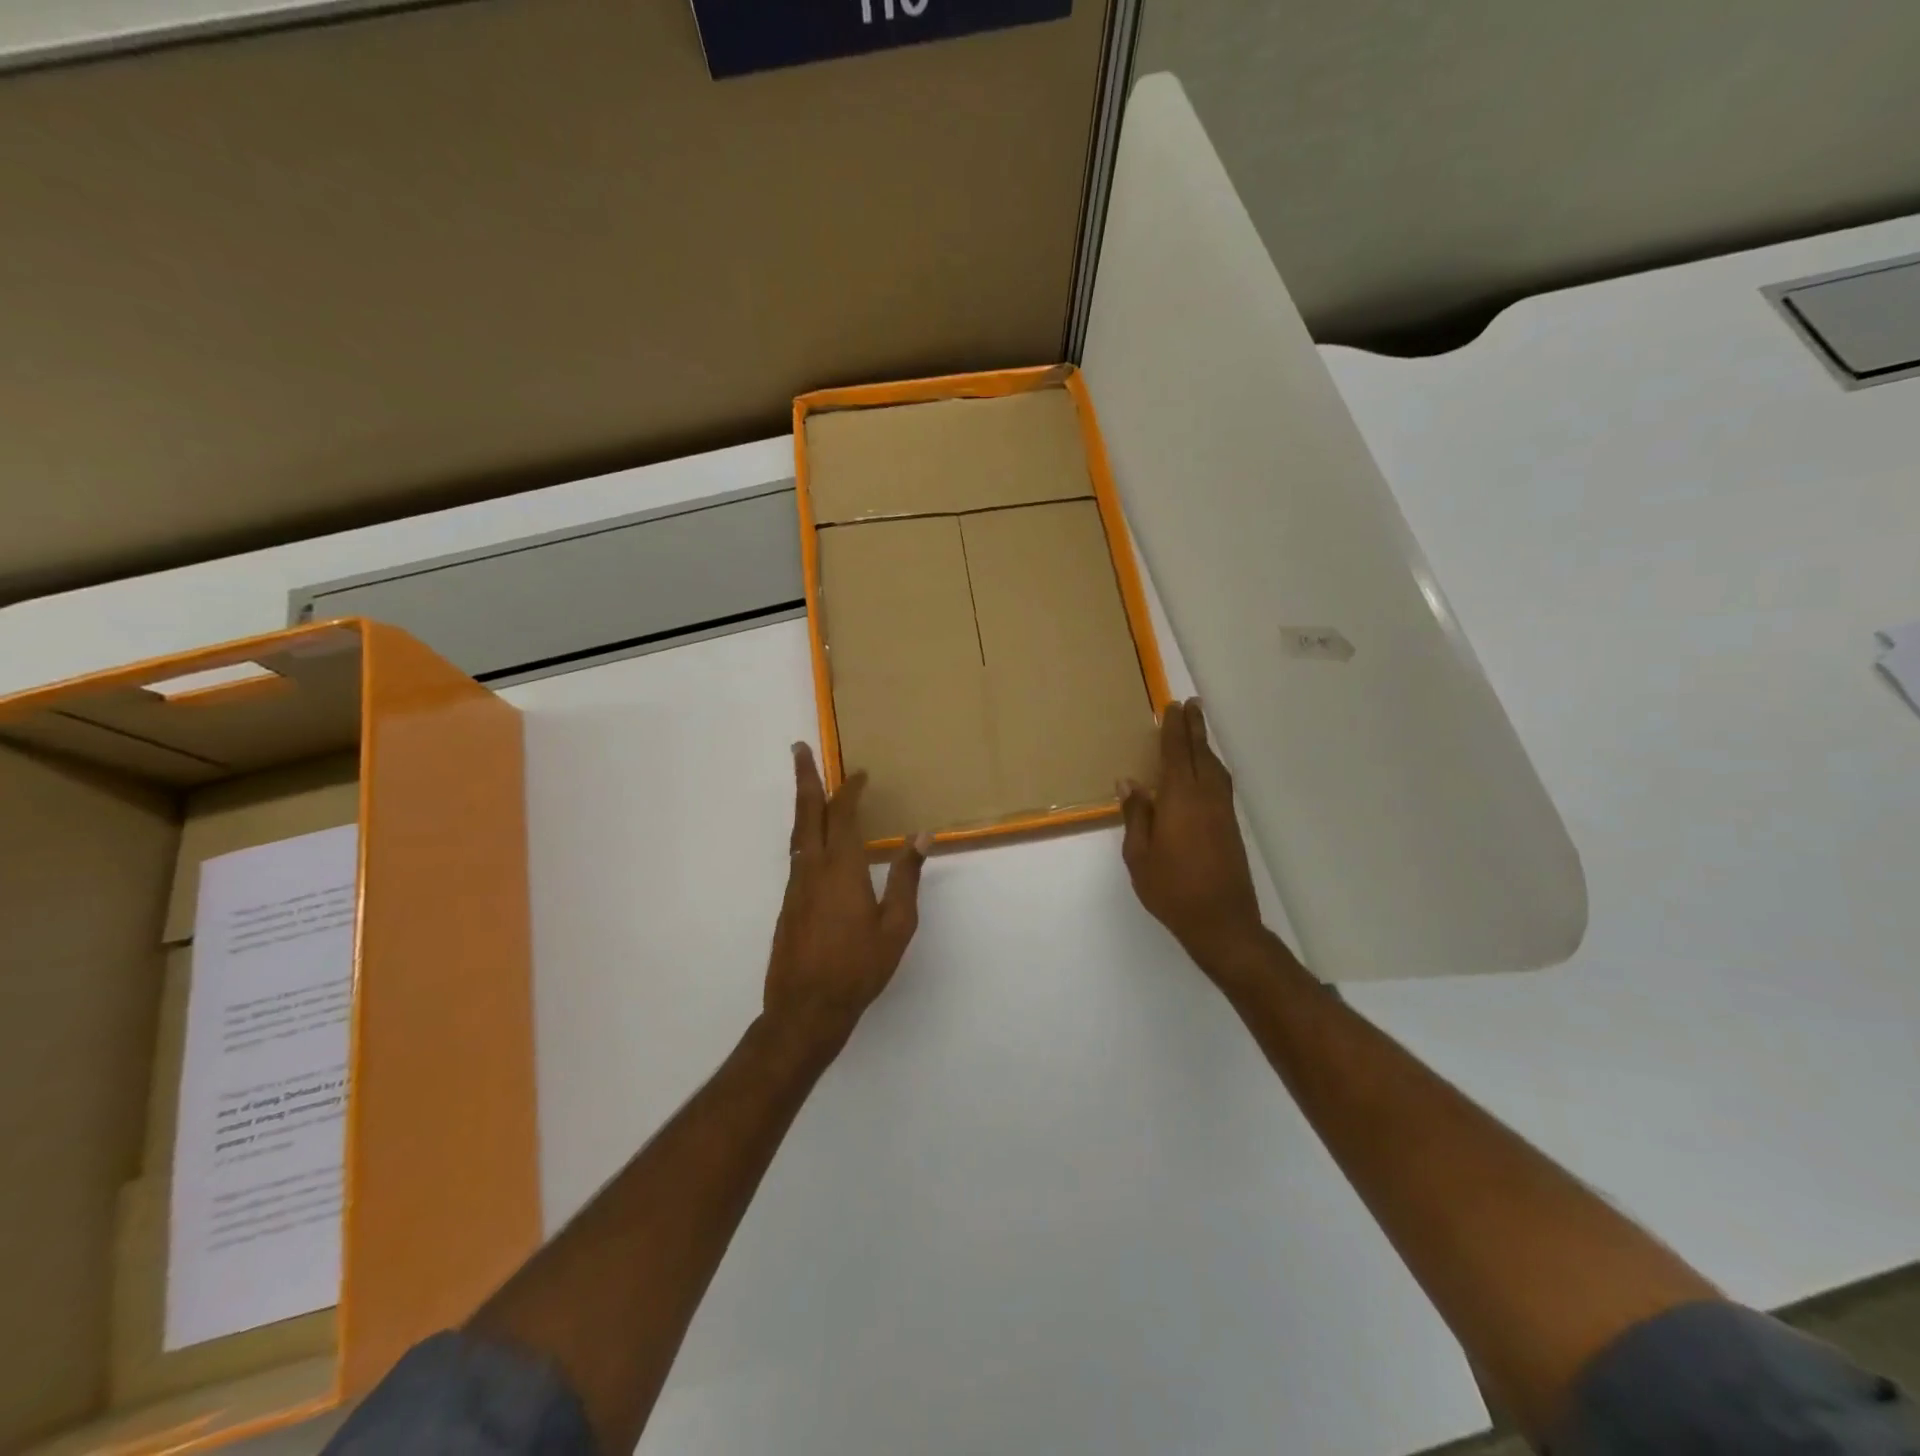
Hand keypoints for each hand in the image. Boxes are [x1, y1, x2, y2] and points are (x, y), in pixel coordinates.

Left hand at [765, 743, 928, 1049]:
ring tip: (809, 786)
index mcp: (841, 868)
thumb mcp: (896, 925)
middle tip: (799, 748)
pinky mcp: (788, 903)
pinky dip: (806, 834)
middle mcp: (812, 868)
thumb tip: (921, 836)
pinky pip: (798, 855)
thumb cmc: (858, 967)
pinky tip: (816, 842)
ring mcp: (795, 886)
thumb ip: (906, 878)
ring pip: (798, 833)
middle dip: (804, 777)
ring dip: (804, 804)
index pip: (842, 815)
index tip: (860, 773)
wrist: (805, 1009)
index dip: (850, 790)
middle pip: (806, 812)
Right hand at [1120, 699, 1267, 980]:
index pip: (1176, 754)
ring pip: (1215, 767)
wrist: (1222, 922)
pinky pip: (1220, 782)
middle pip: (1200, 753)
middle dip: (1195, 728)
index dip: (1174, 729)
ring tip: (1197, 731)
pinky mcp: (1230, 825)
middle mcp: (1205, 797)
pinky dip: (1211, 766)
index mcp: (1180, 800)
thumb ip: (1136, 815)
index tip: (1172, 707)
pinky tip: (1205, 771)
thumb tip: (1130, 782)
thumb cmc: (1171, 889)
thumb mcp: (1139, 855)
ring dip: (1205, 745)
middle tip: (1191, 705)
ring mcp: (1222, 811)